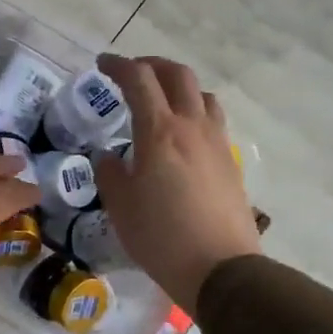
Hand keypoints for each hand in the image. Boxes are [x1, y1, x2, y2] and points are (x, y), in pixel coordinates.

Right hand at [92, 53, 261, 315]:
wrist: (220, 268)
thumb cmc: (160, 237)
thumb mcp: (120, 207)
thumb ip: (110, 174)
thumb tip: (110, 157)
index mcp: (159, 132)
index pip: (139, 80)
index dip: (118, 65)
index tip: (102, 65)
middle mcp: (192, 127)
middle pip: (177, 75)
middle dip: (152, 65)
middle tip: (132, 73)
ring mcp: (217, 143)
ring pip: (202, 95)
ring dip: (178, 87)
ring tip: (161, 101)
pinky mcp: (231, 162)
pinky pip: (212, 121)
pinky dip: (194, 112)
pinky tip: (182, 137)